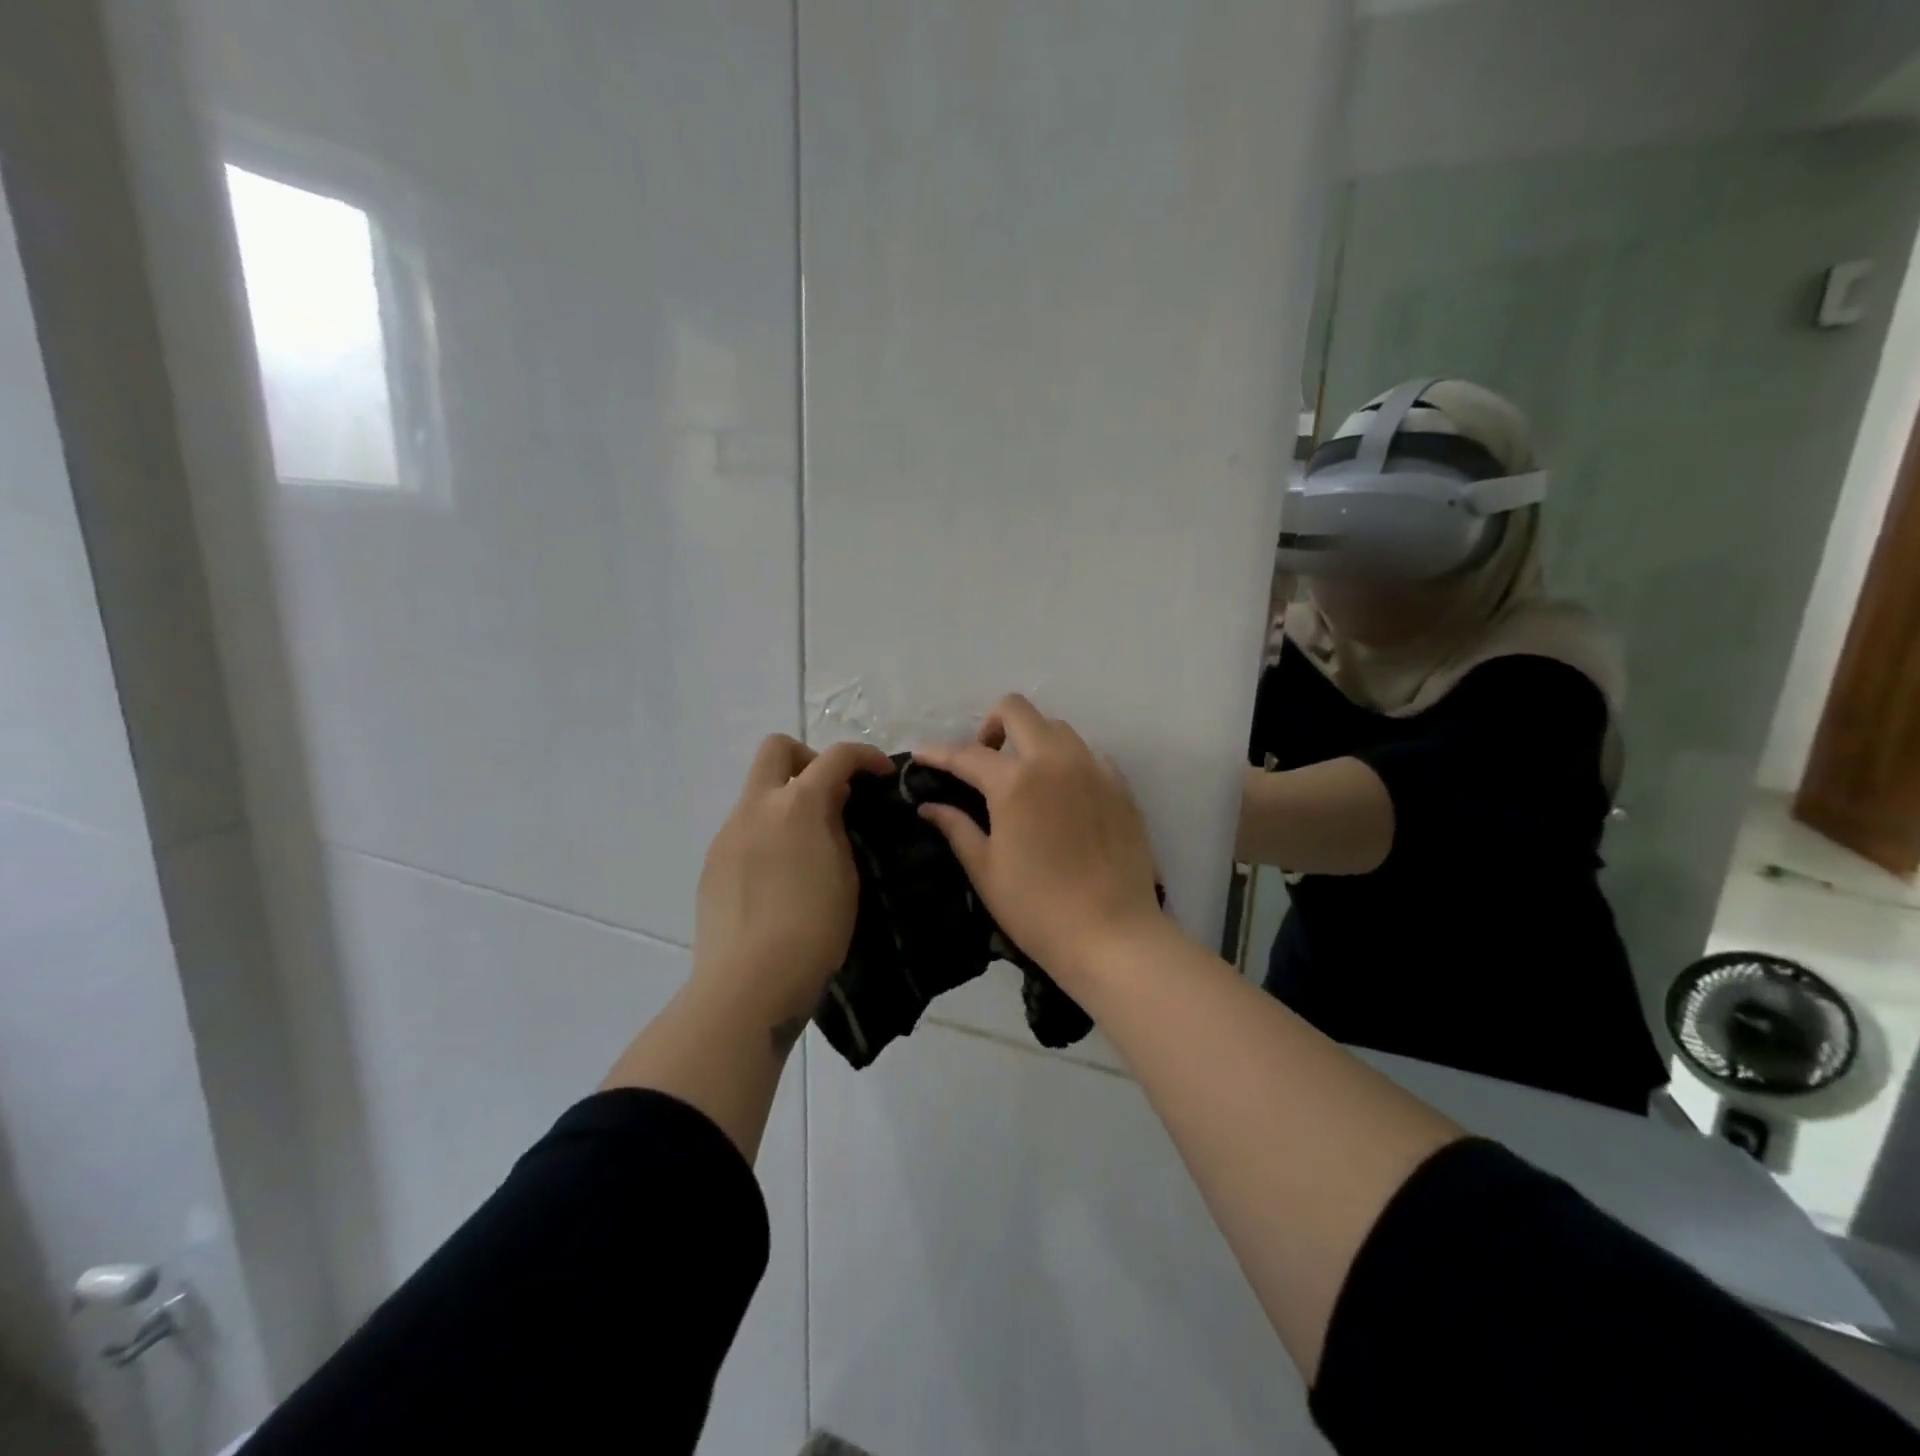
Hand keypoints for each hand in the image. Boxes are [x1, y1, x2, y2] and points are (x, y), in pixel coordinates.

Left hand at [693, 735, 893, 1046]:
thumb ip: (837, 828)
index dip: (865, 756)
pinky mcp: (712, 861)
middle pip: (777, 748)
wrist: (750, 982)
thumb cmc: (814, 929)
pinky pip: (743, 827)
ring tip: (807, 843)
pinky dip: (767, 831)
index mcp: (798, 805)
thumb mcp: (846, 874)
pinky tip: (779, 874)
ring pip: (757, 790)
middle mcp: (757, 807)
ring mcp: (728, 833)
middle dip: (809, 759)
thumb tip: (830, 804)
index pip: (836, 756)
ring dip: (786, 799)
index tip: (881, 774)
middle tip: (830, 794)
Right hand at [913, 695, 1165, 985]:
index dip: (938, 753)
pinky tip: (1063, 797)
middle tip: (983, 760)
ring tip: (1024, 778)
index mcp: (1015, 782)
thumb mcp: (986, 870)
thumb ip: (957, 828)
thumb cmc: (1037, 909)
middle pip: (1017, 710)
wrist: (1112, 935)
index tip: (920, 755)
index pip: (967, 754)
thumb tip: (930, 806)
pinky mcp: (1121, 787)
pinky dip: (1068, 763)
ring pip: (1057, 729)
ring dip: (1032, 741)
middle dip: (991, 725)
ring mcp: (1094, 770)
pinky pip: (1089, 756)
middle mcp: (1056, 762)